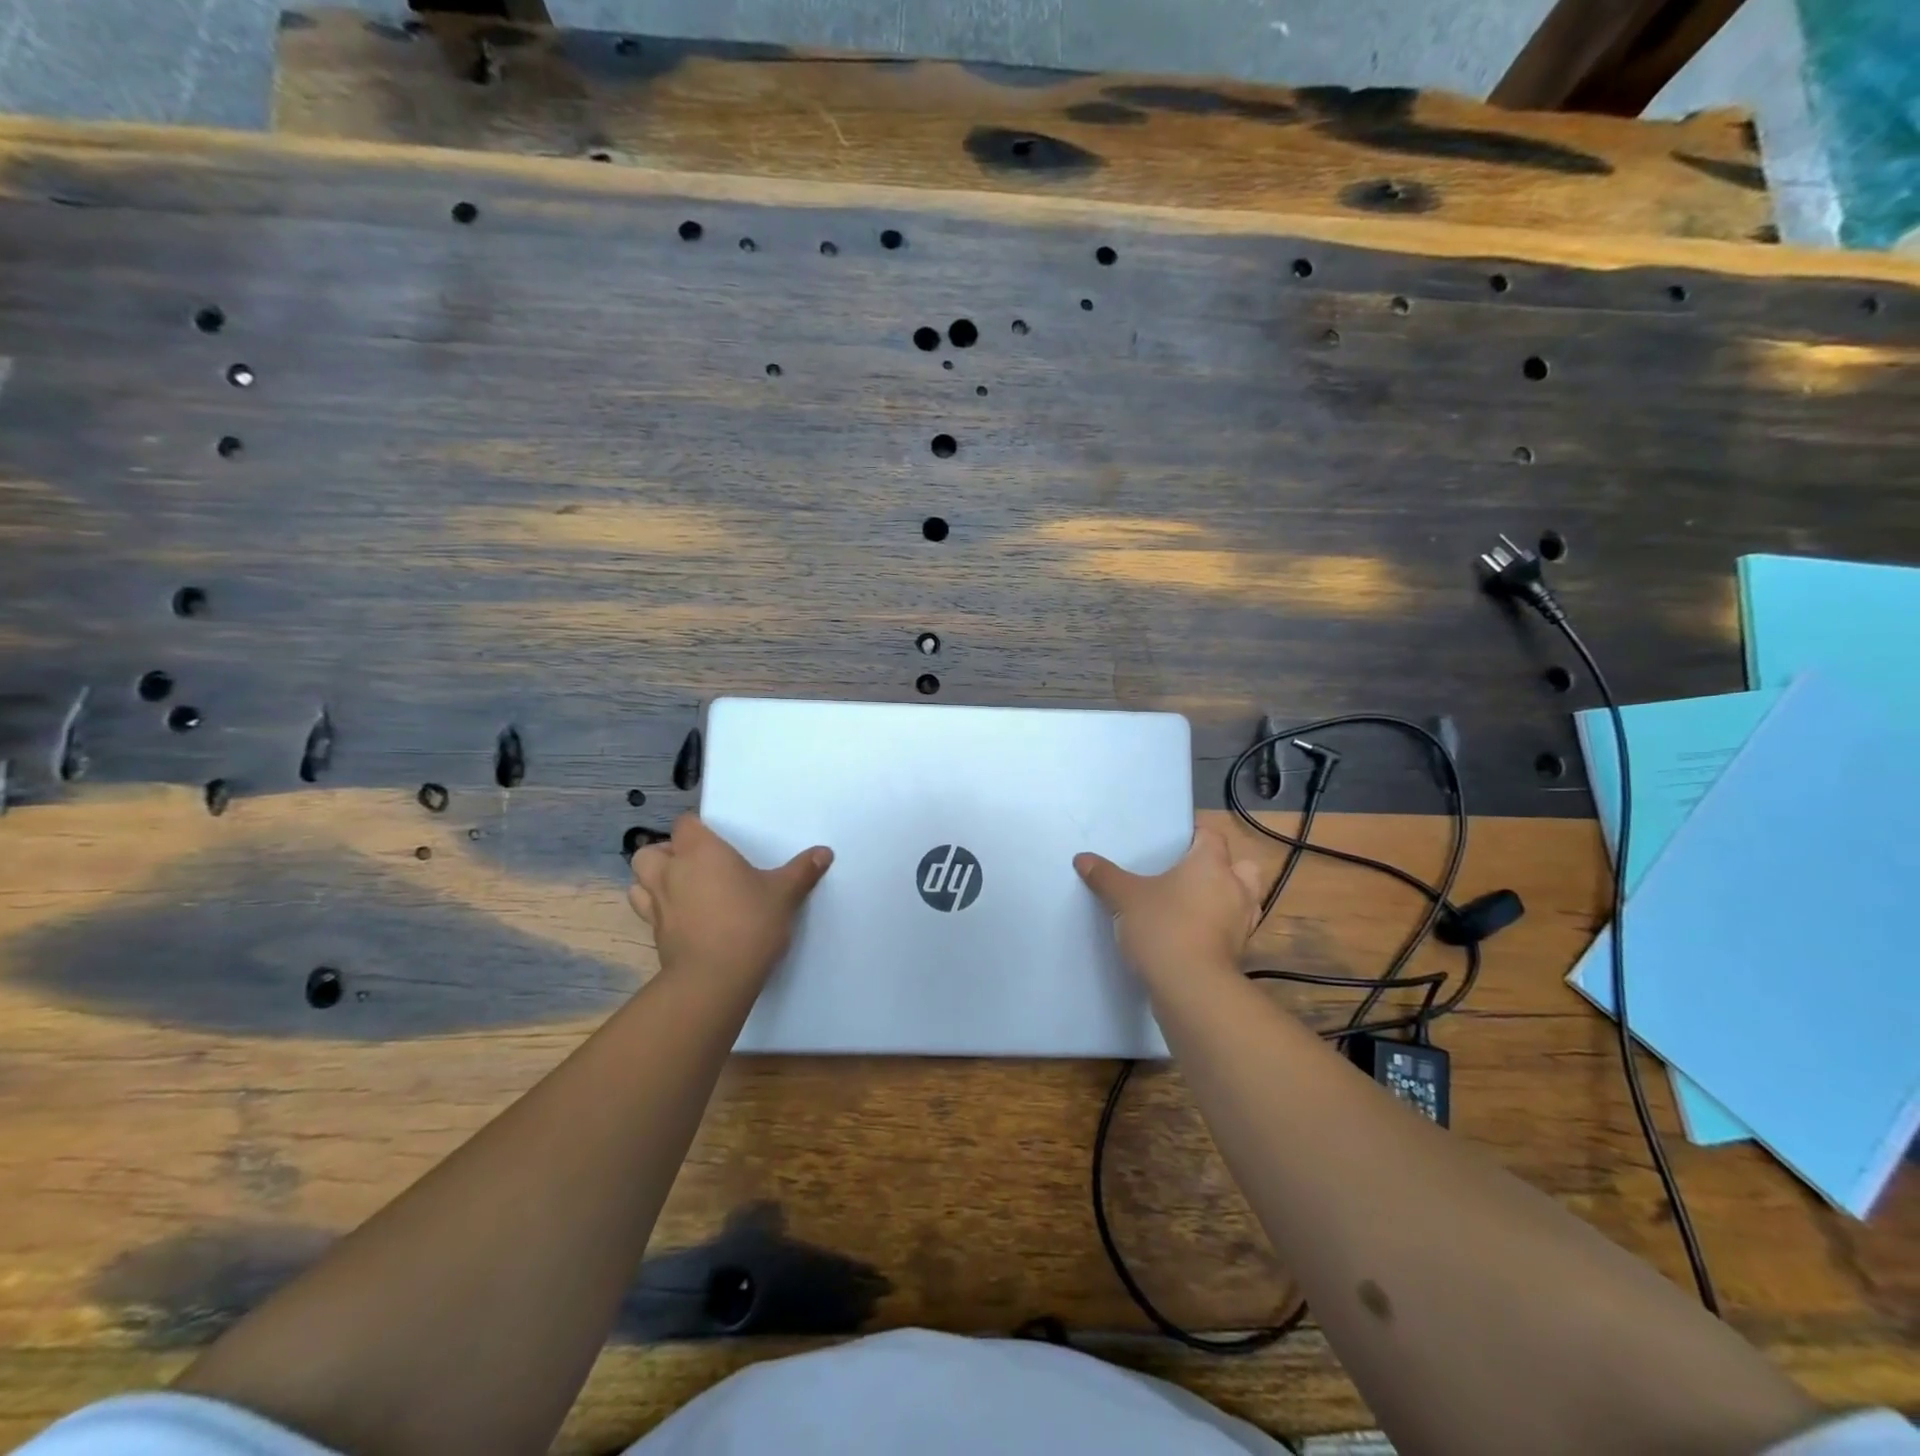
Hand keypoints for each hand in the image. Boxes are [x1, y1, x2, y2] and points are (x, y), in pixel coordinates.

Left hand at [629, 814, 832, 984]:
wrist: (715, 978)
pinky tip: (680, 918)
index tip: (714, 840)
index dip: (696, 829)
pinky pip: (646, 912)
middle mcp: (672, 871)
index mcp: (700, 851)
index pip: (685, 824)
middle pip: (650, 851)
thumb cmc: (750, 922)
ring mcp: (657, 904)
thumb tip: (825, 852)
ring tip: (678, 889)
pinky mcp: (655, 934)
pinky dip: (657, 910)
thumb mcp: (784, 894)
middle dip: (665, 853)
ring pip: (638, 881)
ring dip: (652, 880)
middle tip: (693, 864)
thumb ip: (802, 871)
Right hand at [1074, 827, 1265, 983]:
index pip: (1212, 835)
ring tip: (1194, 906)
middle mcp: (1234, 888)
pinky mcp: (1238, 953)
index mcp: (1211, 864)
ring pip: (1243, 901)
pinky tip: (1192, 936)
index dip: (1196, 835)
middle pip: (1243, 866)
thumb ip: (1105, 876)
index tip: (1175, 843)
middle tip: (1193, 875)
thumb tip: (1082, 858)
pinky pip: (1232, 931)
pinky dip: (1218, 930)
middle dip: (1225, 868)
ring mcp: (1241, 923)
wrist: (1191, 988)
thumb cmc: (1162, 927)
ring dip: (1225, 900)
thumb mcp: (1124, 898)